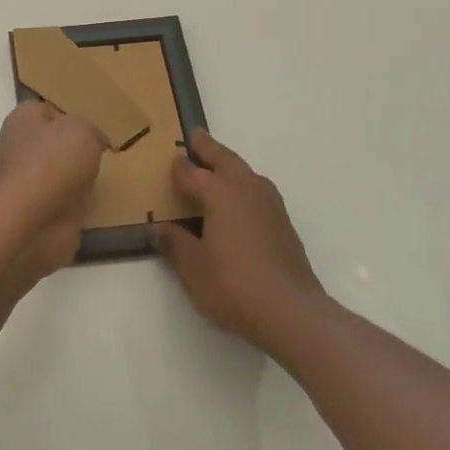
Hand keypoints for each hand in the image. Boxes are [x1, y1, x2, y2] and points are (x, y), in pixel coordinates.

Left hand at [0, 101, 108, 280]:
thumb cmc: (53, 163)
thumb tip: (94, 140)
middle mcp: (19, 149)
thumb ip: (91, 128)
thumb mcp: (82, 129)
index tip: (98, 125)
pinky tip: (99, 201)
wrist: (33, 223)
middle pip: (55, 143)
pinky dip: (79, 203)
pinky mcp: (36, 212)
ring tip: (108, 177)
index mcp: (23, 120)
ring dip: (80, 177)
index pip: (48, 109)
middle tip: (107, 151)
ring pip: (60, 173)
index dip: (73, 114)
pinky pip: (64, 201)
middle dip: (78, 148)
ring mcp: (26, 183)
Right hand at [151, 130, 328, 356]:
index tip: (171, 157)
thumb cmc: (234, 285)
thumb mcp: (193, 268)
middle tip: (197, 137)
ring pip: (247, 173)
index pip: (194, 173)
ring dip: (230, 165)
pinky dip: (244, 185)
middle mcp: (248, 191)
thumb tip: (158, 228)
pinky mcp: (284, 225)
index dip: (180, 167)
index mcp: (221, 194)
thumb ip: (174, 244)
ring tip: (218, 166)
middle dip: (210, 148)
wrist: (292, 312)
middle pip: (226, 161)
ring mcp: (271, 206)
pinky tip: (240, 202)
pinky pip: (258, 191)